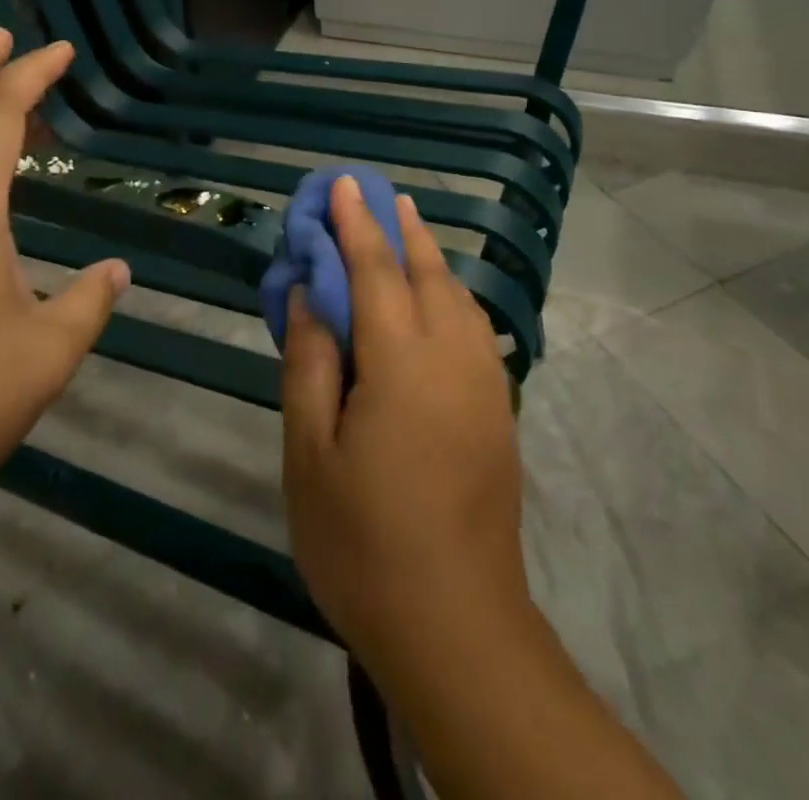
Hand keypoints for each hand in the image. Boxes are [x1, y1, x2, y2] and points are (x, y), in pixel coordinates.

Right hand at [280, 176, 528, 685]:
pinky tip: (438, 298)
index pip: (374, 269)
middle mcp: (451, 357)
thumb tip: (309, 295)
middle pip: (425, 272)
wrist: (457, 625)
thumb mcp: (310, 452)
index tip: (343, 184)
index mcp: (400, 361)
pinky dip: (450, 294)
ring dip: (429, 256)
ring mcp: (483, 383)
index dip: (355, 224)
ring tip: (406, 230)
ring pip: (457, 296)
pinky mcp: (499, 411)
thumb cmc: (363, 540)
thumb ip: (310, 362)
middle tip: (378, 194)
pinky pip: (473, 327)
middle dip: (399, 228)